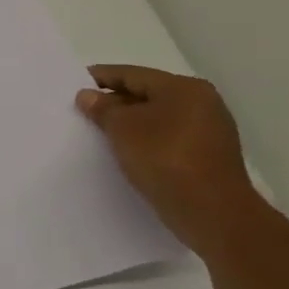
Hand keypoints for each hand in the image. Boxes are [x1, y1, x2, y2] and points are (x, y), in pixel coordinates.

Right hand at [76, 65, 260, 252]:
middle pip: (147, 94)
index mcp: (184, 88)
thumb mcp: (122, 128)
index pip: (132, 74)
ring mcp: (210, 131)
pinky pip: (168, 139)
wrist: (213, 213)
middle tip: (84, 111)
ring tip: (101, 132)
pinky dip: (146, 140)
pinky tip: (127, 151)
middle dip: (115, 102)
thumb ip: (102, 108)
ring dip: (130, 123)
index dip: (101, 77)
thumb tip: (88, 96)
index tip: (75, 83)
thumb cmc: (164, 158)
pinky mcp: (209, 157)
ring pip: (158, 118)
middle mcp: (202, 103)